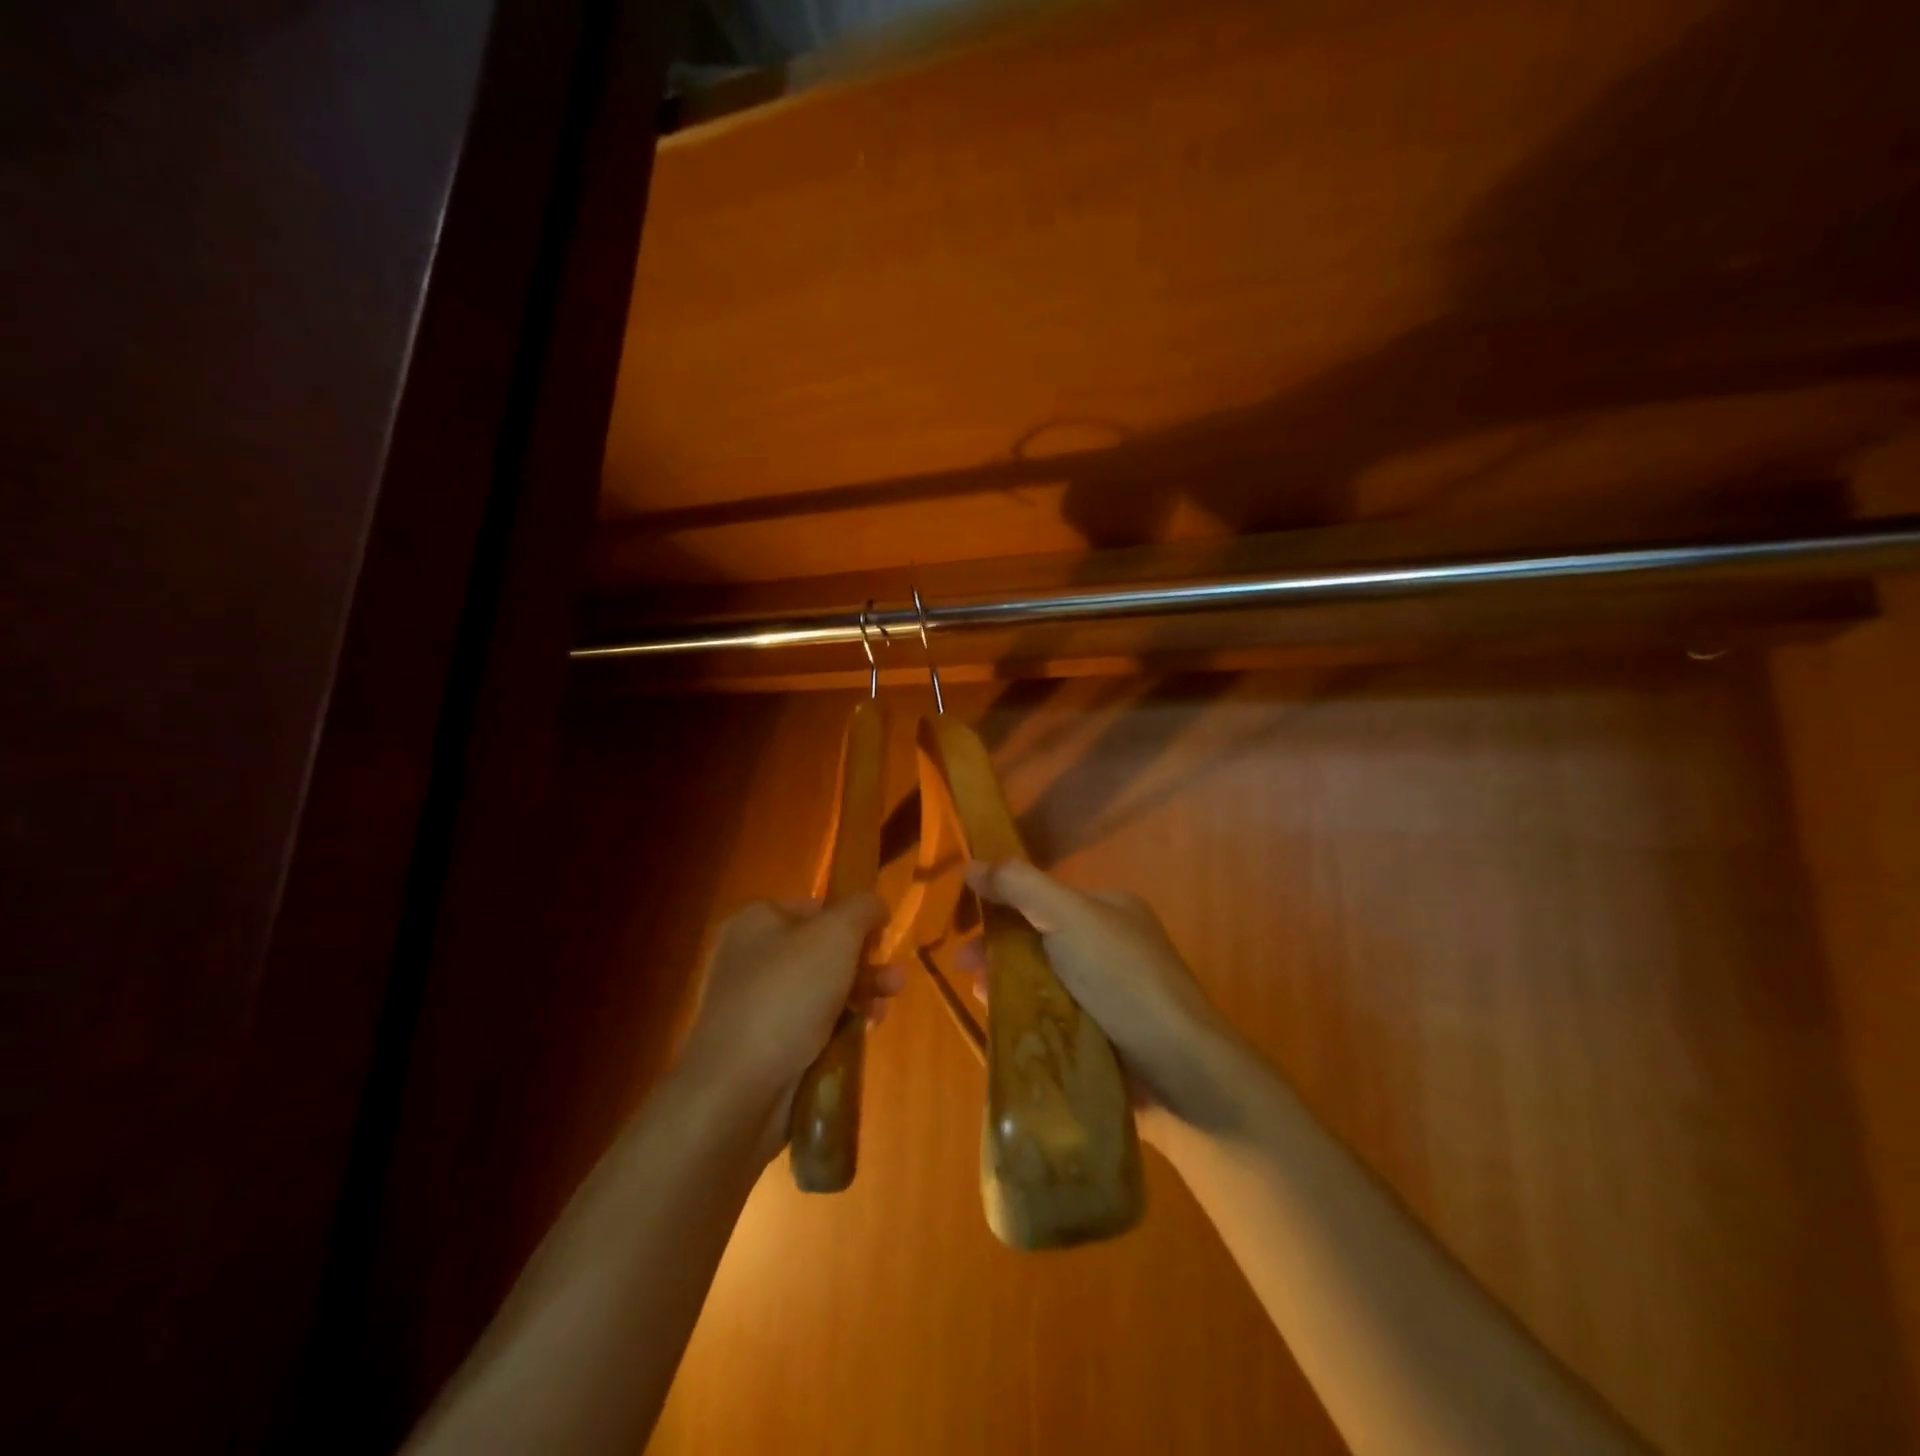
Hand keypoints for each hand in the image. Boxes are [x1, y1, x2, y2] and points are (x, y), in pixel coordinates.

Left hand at [680, 894, 902, 1138]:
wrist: (737, 1088)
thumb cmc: (787, 995)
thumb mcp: (836, 934)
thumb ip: (862, 909)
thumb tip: (875, 905)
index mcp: (758, 921)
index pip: (815, 908)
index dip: (852, 919)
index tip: (880, 938)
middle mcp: (752, 957)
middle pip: (822, 951)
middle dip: (864, 963)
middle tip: (895, 979)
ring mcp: (756, 1004)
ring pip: (821, 990)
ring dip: (859, 995)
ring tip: (886, 1008)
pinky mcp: (764, 1046)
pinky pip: (811, 1027)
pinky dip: (838, 1027)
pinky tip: (862, 1034)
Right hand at [962, 861, 1236, 1143]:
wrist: (1178, 1067)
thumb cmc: (1122, 979)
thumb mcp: (1069, 917)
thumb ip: (1021, 886)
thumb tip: (972, 863)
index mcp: (1109, 909)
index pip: (1044, 897)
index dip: (1003, 906)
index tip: (966, 926)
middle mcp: (1111, 945)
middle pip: (1040, 939)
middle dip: (999, 950)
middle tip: (965, 969)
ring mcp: (1110, 993)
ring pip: (1044, 980)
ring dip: (1008, 983)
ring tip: (980, 996)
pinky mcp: (1105, 1034)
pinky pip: (1055, 1016)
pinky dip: (1028, 1016)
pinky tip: (1005, 1024)